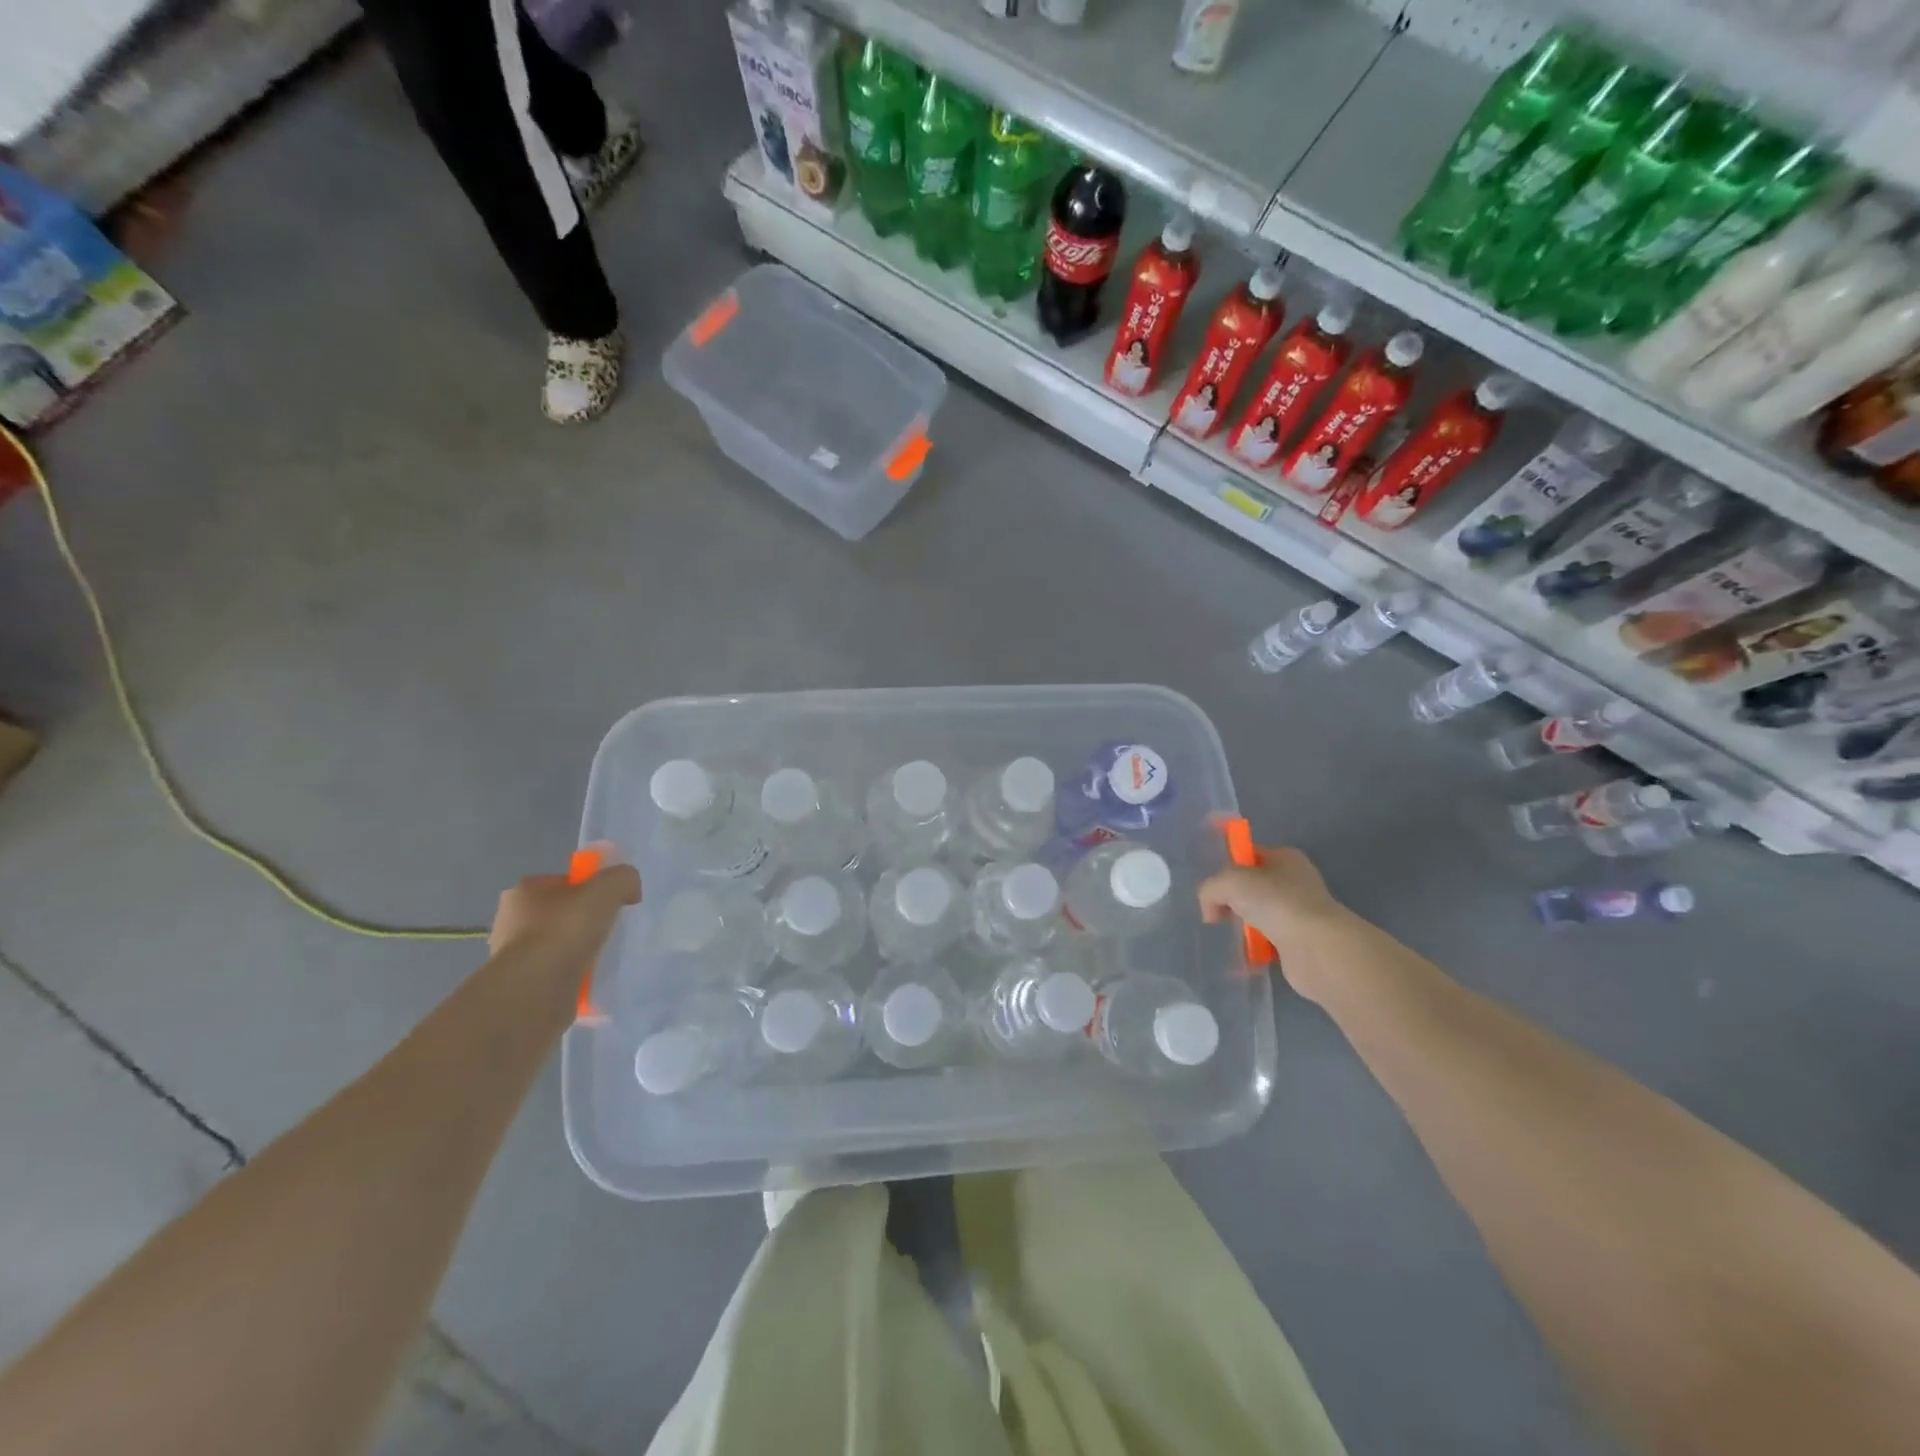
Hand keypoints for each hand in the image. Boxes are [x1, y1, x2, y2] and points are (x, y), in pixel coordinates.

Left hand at [489, 865, 641, 1007]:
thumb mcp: (608, 887)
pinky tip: (588, 980)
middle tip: (609, 931)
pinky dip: (572, 975)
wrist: (536, 990)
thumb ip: (623, 878)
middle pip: (561, 914)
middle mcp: (510, 920)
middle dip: (584, 923)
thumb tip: (629, 890)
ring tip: (601, 959)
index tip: (611, 905)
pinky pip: (555, 973)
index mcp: (524, 891)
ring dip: (577, 951)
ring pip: (557, 945)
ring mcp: (512, 956)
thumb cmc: (566, 929)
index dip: (591, 890)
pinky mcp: (521, 986)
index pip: (564, 883)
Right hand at [1198, 845, 1350, 1001]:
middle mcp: (1295, 882)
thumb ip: (1210, 889)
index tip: (1212, 886)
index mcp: (1285, 858)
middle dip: (1232, 900)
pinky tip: (1244, 955)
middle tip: (1217, 913)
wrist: (1316, 948)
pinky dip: (1254, 949)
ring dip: (1243, 926)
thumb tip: (1211, 911)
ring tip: (1232, 936)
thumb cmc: (1275, 902)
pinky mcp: (1300, 942)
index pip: (1249, 854)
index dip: (1228, 866)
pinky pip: (1267, 942)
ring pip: (1259, 915)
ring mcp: (1300, 913)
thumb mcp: (1229, 882)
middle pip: (1252, 886)